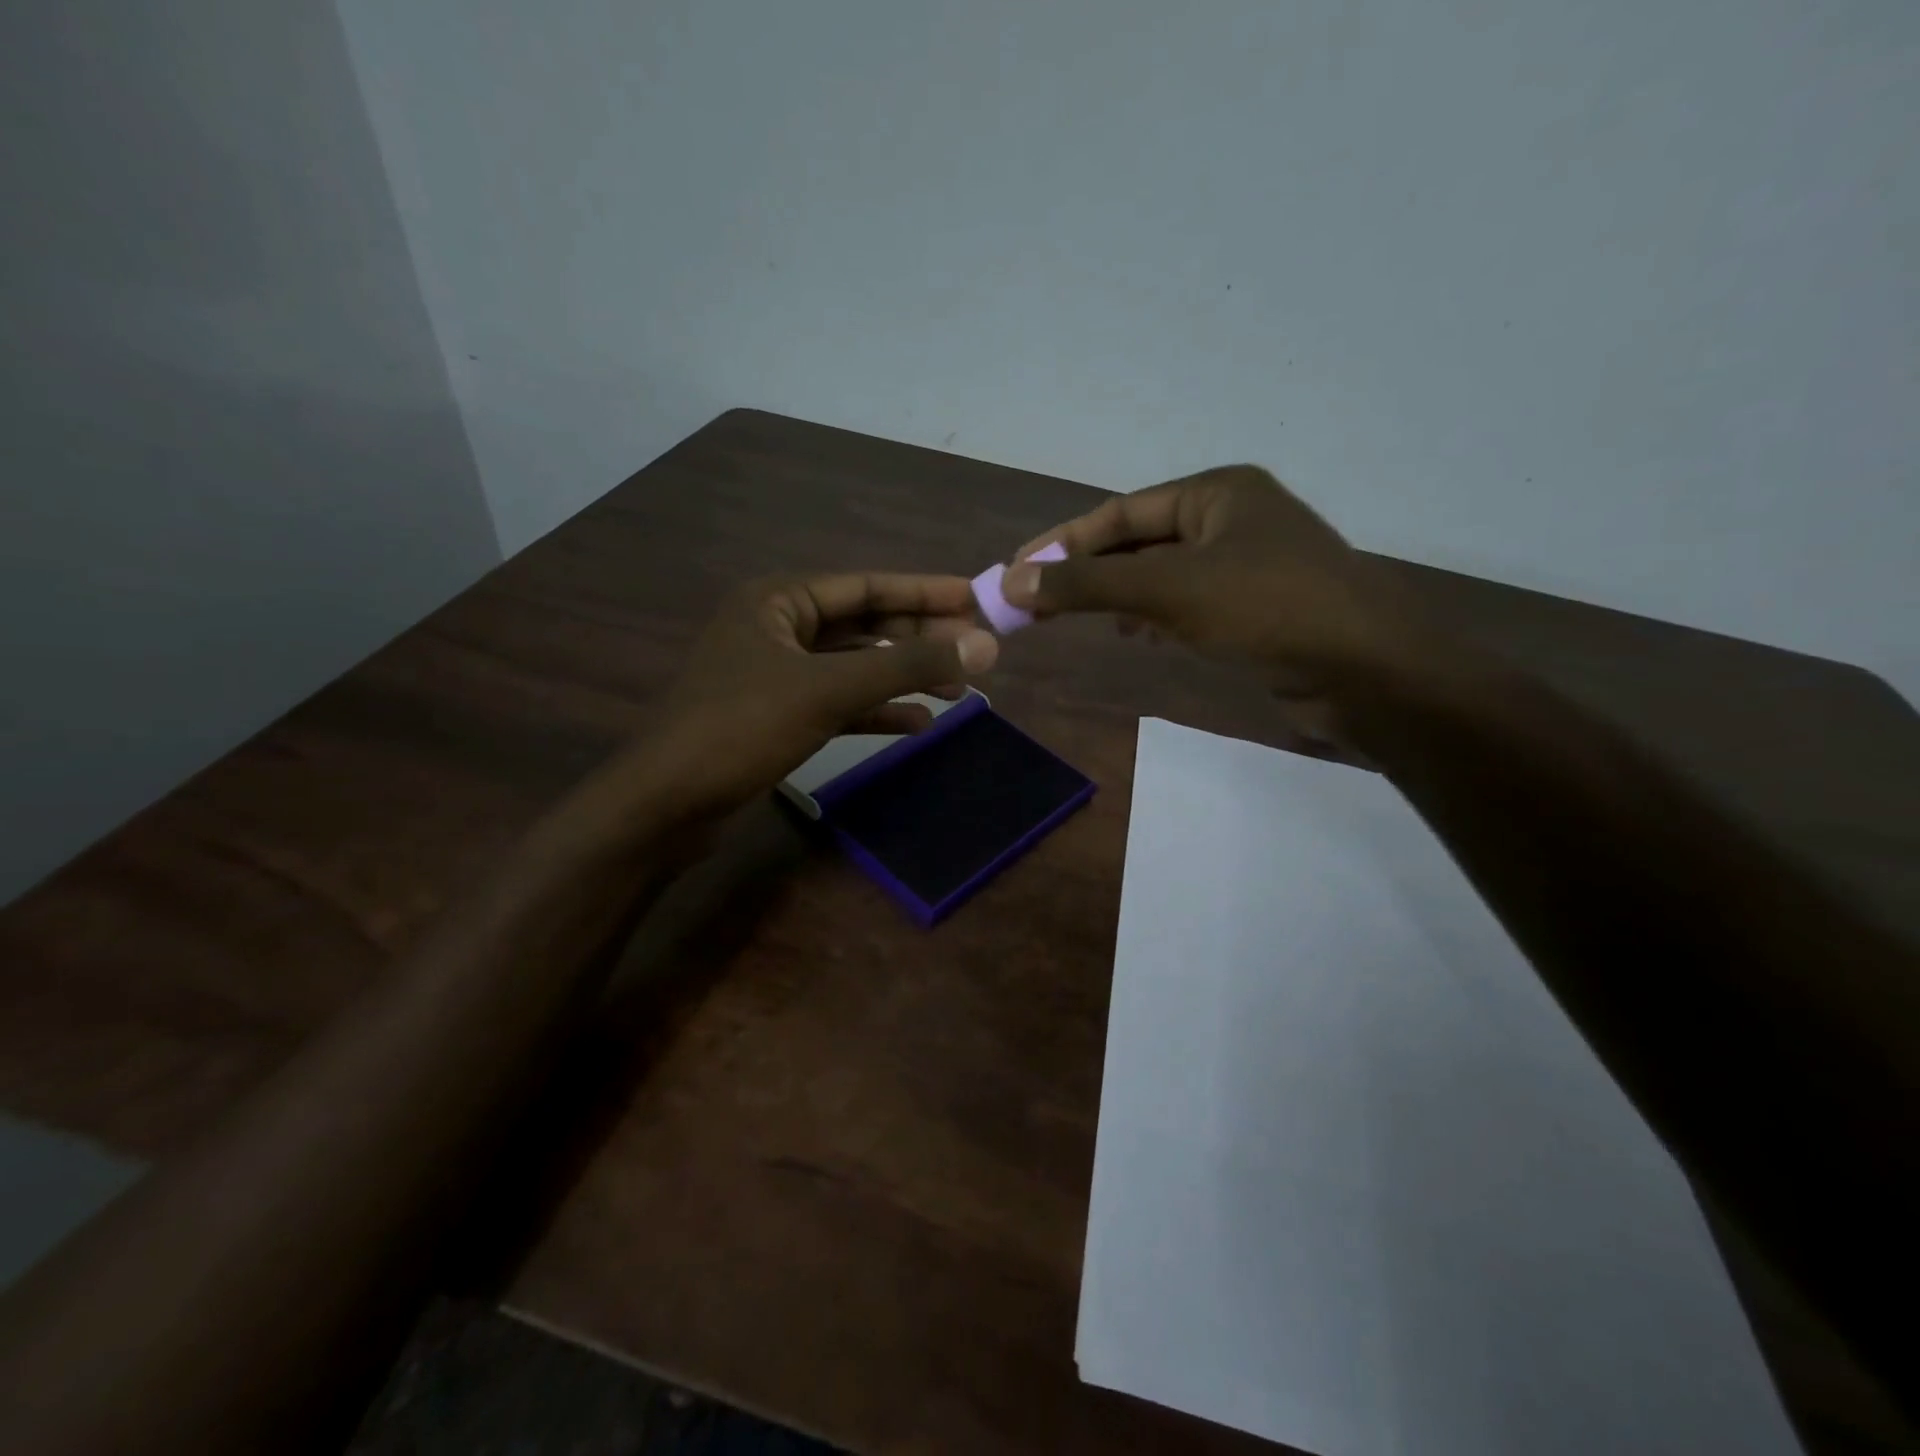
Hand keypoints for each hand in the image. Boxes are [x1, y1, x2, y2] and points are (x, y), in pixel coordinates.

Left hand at [615, 571, 998, 819]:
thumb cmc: (741, 727)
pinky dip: (876, 711)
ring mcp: (777, 674)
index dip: (924, 591)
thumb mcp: (829, 690)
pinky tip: (917, 724)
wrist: (666, 803)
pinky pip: (839, 703)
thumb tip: (984, 647)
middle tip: (975, 650)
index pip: (867, 585)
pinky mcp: (778, 716)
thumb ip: (907, 666)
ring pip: (854, 666)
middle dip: (918, 637)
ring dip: (903, 676)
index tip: (976, 598)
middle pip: (864, 624)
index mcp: (779, 600)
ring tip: (958, 690)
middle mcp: (778, 628)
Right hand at [1001, 466, 1434, 753]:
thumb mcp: (1168, 590)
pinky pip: (1186, 603)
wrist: (1367, 672)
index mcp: (1215, 492)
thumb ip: (1087, 584)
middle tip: (1034, 601)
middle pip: (1138, 541)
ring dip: (1116, 595)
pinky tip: (1134, 636)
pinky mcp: (1256, 607)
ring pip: (1161, 575)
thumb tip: (1011, 581)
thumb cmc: (1267, 610)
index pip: (1119, 513)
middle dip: (1087, 571)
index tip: (1014, 572)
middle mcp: (1231, 518)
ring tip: (1076, 620)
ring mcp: (1247, 564)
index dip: (1062, 543)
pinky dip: (1152, 616)